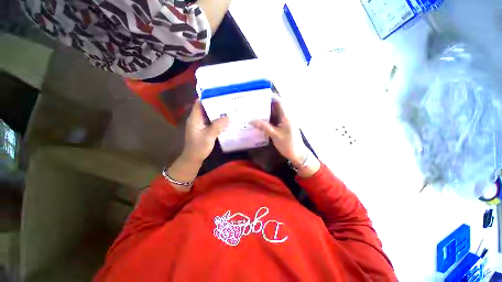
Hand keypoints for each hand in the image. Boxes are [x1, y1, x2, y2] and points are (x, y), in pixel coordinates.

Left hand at [183, 100, 228, 162]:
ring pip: (208, 115)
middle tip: (226, 102)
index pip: (199, 103)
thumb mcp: (209, 136)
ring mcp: (199, 124)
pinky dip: (216, 120)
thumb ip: (218, 126)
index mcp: (195, 119)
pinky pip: (210, 121)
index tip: (218, 94)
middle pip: (205, 108)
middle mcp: (196, 119)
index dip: (207, 98)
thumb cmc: (199, 147)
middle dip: (215, 105)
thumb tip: (228, 117)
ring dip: (216, 113)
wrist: (193, 158)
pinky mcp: (203, 129)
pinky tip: (224, 120)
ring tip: (227, 109)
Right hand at [251, 98, 308, 167]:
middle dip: (265, 104)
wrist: (297, 154)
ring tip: (255, 111)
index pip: (279, 101)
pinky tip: (260, 120)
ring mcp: (285, 121)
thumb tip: (251, 121)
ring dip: (266, 112)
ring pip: (275, 113)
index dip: (270, 97)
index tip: (259, 96)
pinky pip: (275, 119)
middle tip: (254, 104)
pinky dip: (268, 118)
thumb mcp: (275, 135)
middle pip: (276, 106)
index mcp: (286, 116)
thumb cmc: (288, 144)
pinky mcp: (284, 126)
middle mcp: (286, 116)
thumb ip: (264, 127)